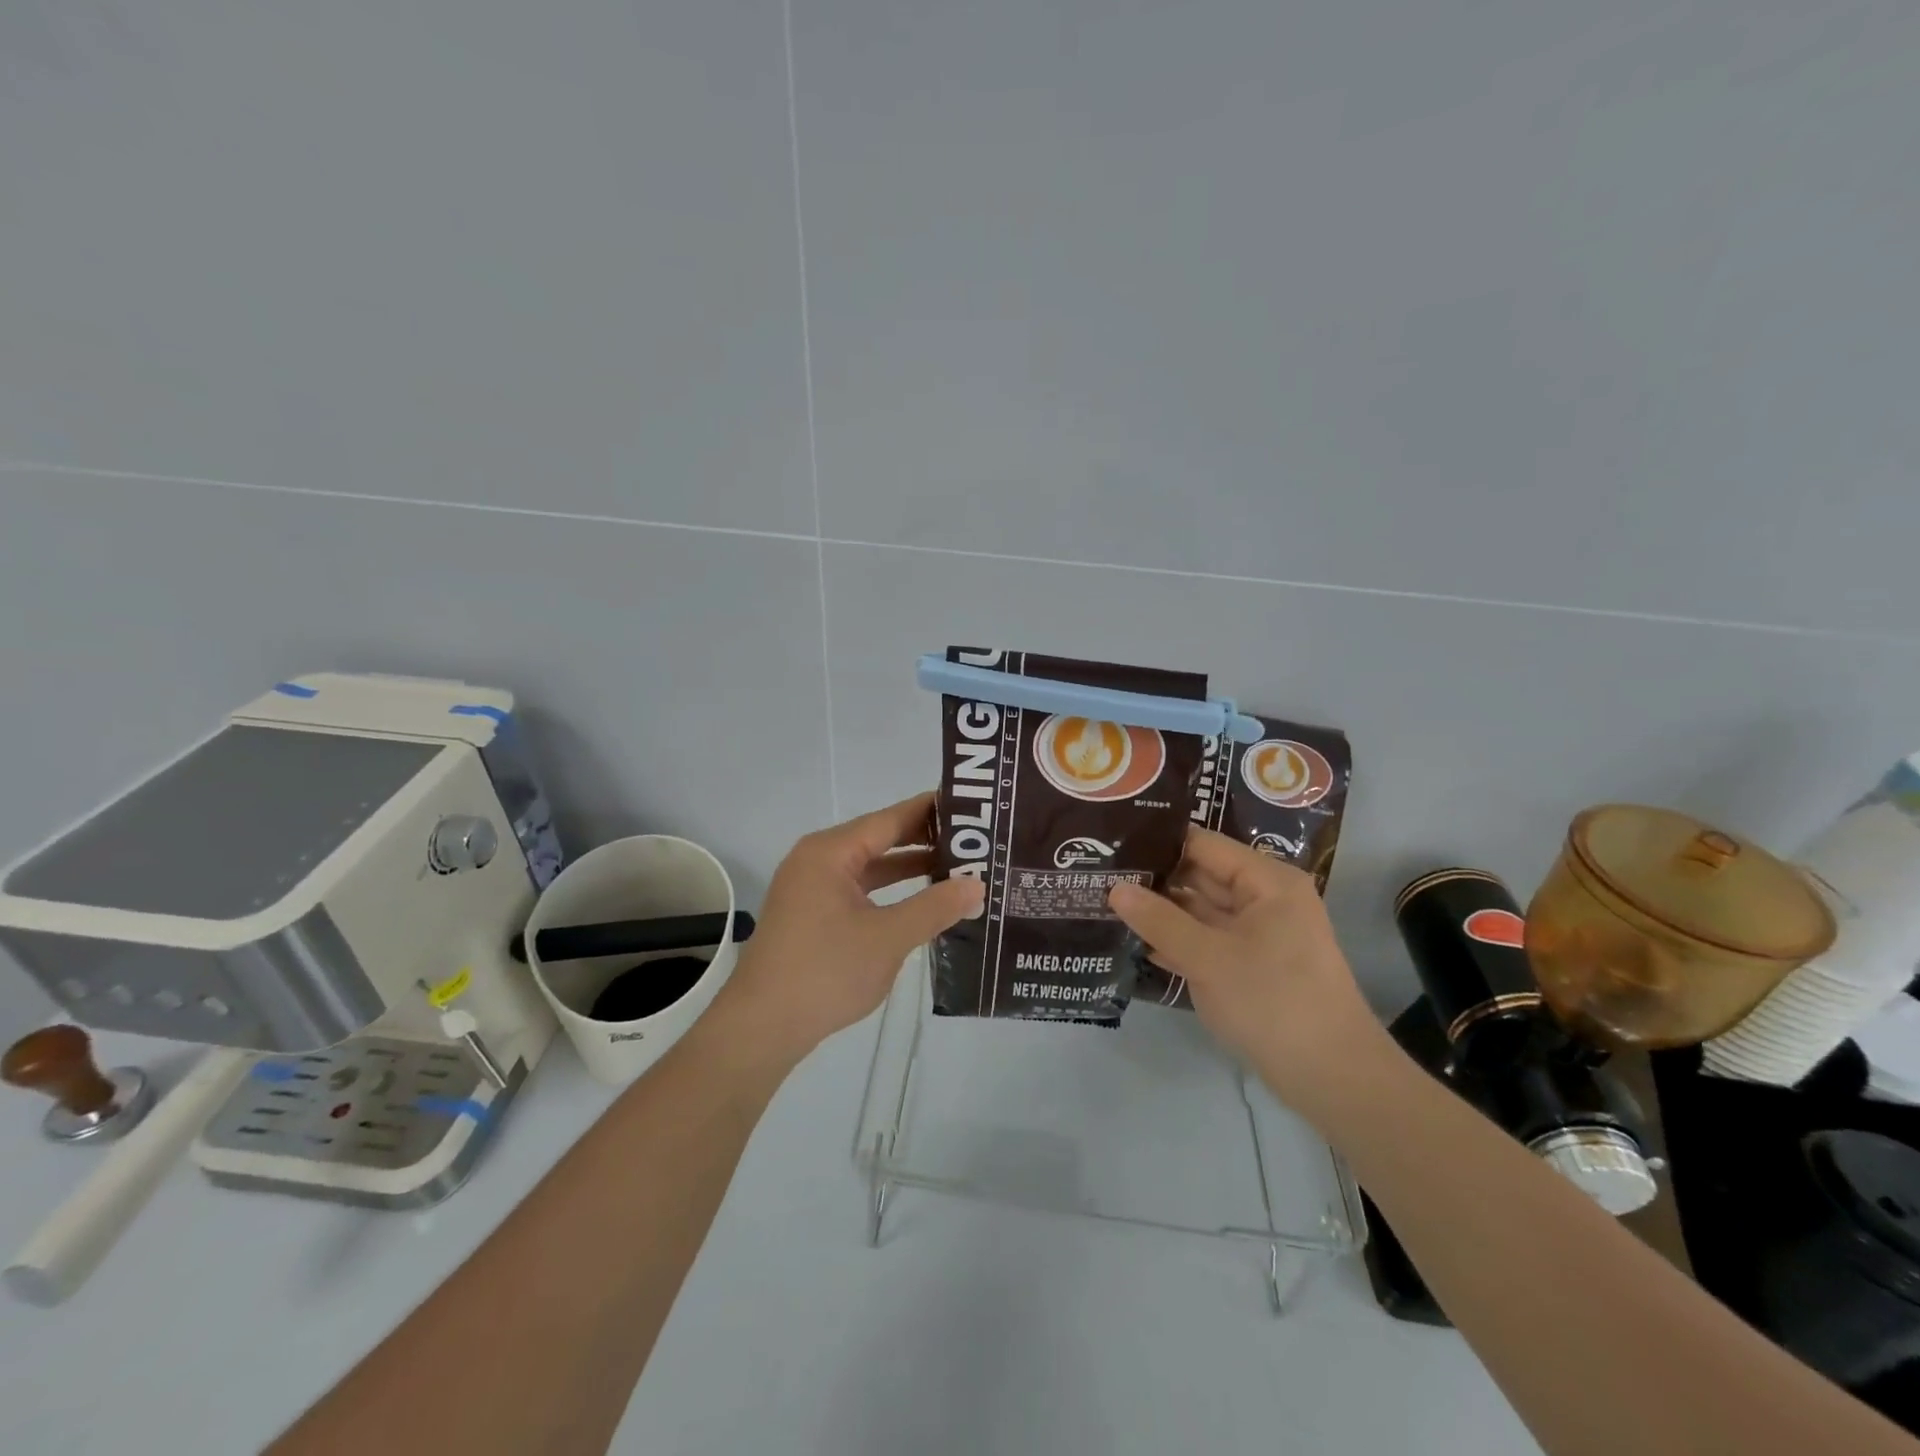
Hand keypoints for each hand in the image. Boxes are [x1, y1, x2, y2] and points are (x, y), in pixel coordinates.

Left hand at [717, 793, 983, 1063]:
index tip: (971, 807)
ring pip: (870, 866)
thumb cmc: (825, 972)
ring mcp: (812, 888)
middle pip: (880, 838)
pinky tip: (921, 901)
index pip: (890, 818)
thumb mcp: (888, 938)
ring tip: (958, 867)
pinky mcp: (812, 915)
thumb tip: (977, 885)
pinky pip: (859, 889)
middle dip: (925, 839)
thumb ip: (935, 907)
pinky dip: (890, 891)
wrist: (762, 1028)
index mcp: (830, 852)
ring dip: (909, 867)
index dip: (931, 811)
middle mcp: (818, 860)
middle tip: (974, 839)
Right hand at [1110, 827, 1390, 1119]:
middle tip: (1100, 876)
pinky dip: (1177, 941)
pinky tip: (1135, 942)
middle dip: (1154, 879)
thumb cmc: (1273, 1002)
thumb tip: (1115, 888)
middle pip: (1200, 875)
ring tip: (1106, 903)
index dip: (1158, 843)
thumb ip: (1159, 920)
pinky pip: (1208, 941)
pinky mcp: (1251, 965)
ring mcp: (1259, 934)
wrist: (1333, 1078)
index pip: (1202, 844)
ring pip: (1201, 910)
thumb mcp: (1208, 958)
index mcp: (1266, 881)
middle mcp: (1264, 899)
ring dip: (1160, 912)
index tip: (1112, 846)